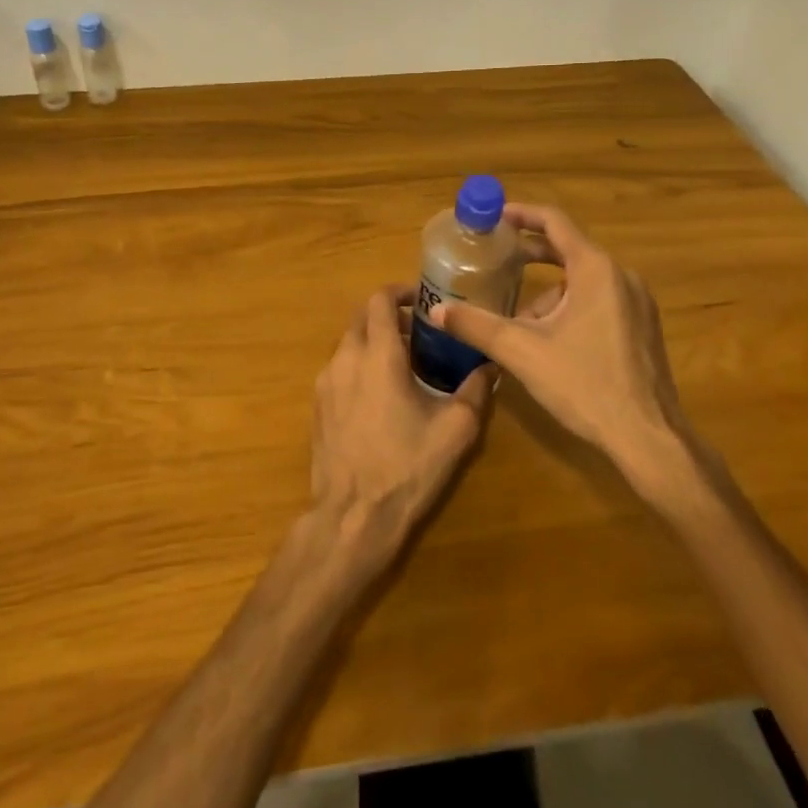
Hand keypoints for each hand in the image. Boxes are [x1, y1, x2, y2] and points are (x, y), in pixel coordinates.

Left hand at [309, 285, 495, 569]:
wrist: (352, 516)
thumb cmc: (407, 468)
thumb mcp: (455, 430)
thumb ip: (475, 391)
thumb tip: (490, 366)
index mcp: (377, 356)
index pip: (379, 300)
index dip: (400, 291)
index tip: (422, 300)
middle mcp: (345, 360)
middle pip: (360, 317)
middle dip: (387, 315)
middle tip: (418, 332)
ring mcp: (325, 383)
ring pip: (348, 343)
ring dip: (372, 341)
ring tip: (404, 364)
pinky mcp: (317, 406)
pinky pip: (338, 369)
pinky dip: (358, 365)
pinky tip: (380, 395)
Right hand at [427, 204, 721, 512]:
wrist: (648, 438)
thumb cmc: (585, 385)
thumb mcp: (521, 352)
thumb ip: (476, 325)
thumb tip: (435, 311)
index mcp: (596, 269)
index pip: (554, 222)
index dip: (520, 214)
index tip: (492, 218)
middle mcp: (621, 276)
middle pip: (568, 249)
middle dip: (529, 254)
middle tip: (494, 259)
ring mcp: (637, 303)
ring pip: (582, 281)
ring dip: (547, 293)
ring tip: (516, 321)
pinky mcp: (642, 327)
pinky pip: (599, 300)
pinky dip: (569, 307)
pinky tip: (549, 340)